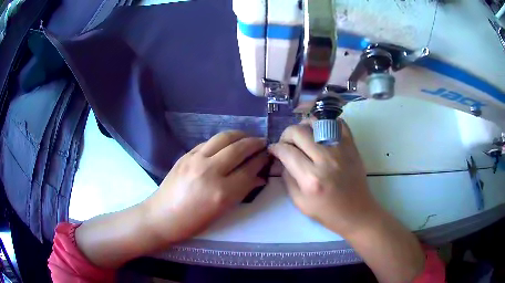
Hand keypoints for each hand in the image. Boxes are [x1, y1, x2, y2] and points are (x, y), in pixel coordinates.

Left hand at [144, 131, 268, 243]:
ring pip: (223, 138)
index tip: (267, 156)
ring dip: (239, 135)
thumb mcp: (222, 211)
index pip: (249, 169)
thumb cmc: (194, 222)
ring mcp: (195, 159)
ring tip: (247, 137)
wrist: (162, 216)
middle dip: (254, 143)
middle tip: (262, 143)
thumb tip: (259, 177)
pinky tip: (227, 143)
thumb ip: (242, 191)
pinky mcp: (186, 155)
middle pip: (239, 148)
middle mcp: (210, 171)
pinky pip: (209, 142)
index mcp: (222, 192)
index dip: (261, 160)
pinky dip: (222, 140)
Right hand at [268, 119, 379, 235]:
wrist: (356, 212)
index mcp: (311, 178)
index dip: (275, 148)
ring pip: (316, 122)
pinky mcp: (352, 146)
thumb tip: (282, 158)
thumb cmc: (327, 212)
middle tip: (287, 143)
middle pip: (298, 132)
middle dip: (286, 135)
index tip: (273, 149)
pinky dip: (327, 123)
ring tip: (303, 136)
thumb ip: (287, 178)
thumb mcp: (300, 202)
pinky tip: (322, 133)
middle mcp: (325, 159)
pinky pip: (338, 123)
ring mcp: (341, 149)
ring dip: (304, 126)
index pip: (287, 151)